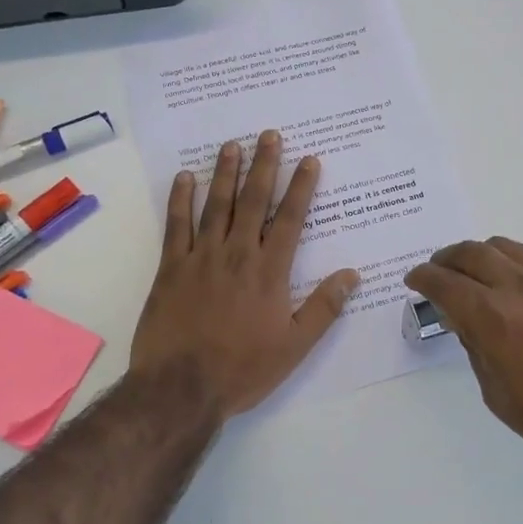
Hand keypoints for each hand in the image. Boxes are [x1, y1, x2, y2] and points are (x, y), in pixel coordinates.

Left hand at [130, 130, 359, 419]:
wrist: (181, 388)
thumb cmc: (243, 368)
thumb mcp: (295, 346)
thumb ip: (324, 307)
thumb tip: (351, 274)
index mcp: (270, 271)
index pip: (291, 219)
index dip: (301, 187)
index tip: (308, 159)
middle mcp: (237, 254)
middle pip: (253, 201)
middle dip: (264, 166)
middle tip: (269, 135)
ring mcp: (201, 257)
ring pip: (216, 205)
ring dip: (225, 172)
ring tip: (232, 145)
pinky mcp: (171, 268)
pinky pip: (176, 225)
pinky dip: (181, 199)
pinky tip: (185, 178)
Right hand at [406, 238, 522, 484]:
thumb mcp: (499, 395)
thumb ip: (476, 349)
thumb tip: (465, 322)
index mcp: (493, 318)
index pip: (445, 283)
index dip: (423, 278)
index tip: (413, 281)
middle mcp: (520, 287)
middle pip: (472, 253)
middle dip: (446, 260)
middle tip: (436, 273)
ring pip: (505, 246)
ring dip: (478, 254)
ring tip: (471, 271)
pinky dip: (511, 258)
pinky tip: (511, 276)